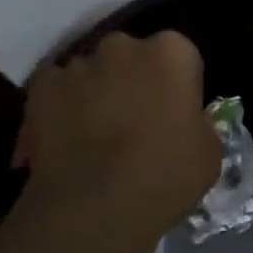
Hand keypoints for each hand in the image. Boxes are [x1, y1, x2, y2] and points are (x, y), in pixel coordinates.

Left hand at [17, 30, 220, 242]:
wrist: (93, 207)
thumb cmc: (163, 178)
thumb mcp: (209, 154)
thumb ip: (197, 122)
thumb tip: (182, 120)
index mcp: (171, 52)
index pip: (179, 56)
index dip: (176, 85)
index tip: (173, 113)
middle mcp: (123, 45)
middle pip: (131, 55)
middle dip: (132, 78)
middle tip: (133, 120)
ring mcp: (78, 62)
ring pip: (91, 69)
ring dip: (95, 90)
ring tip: (94, 134)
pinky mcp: (42, 83)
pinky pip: (55, 86)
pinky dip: (59, 103)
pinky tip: (64, 135)